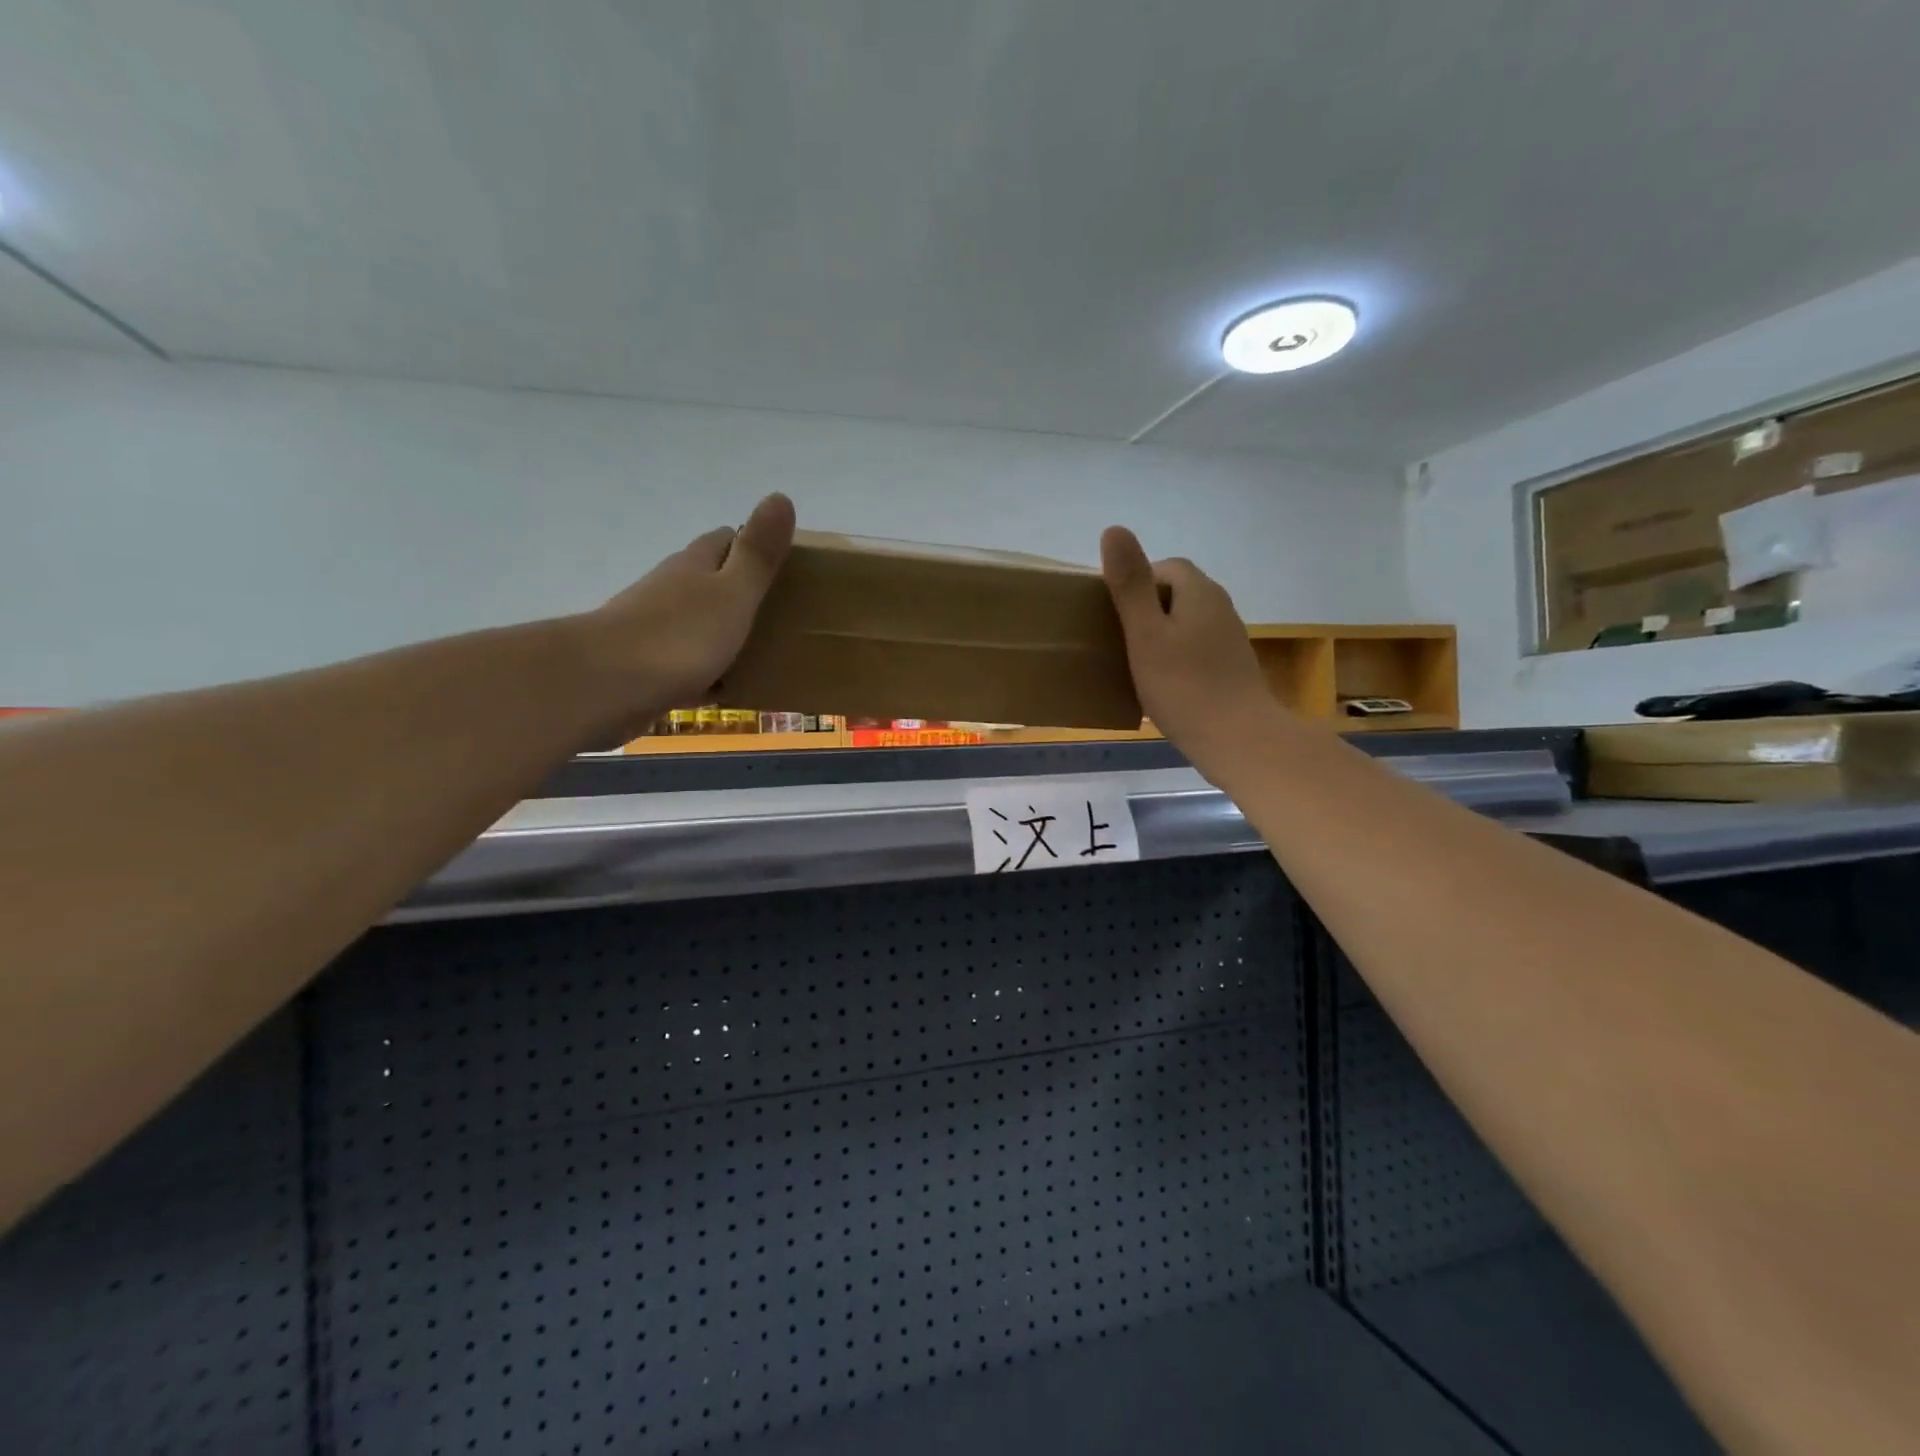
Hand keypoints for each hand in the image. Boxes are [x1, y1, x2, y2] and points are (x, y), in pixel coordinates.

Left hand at [578, 493, 795, 733]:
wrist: (605, 685)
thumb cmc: (679, 636)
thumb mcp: (732, 594)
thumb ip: (757, 554)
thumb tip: (780, 496)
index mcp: (693, 566)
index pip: (724, 540)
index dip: (750, 545)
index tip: (782, 563)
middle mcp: (669, 589)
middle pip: (707, 580)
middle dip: (737, 589)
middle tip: (777, 610)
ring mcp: (651, 628)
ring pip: (694, 621)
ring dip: (720, 630)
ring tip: (757, 650)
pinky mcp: (643, 666)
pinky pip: (684, 664)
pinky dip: (705, 671)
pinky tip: (721, 688)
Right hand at [1100, 526, 1282, 772]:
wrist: (1238, 739)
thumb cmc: (1184, 686)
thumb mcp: (1146, 634)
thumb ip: (1130, 585)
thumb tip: (1114, 529)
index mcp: (1199, 592)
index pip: (1166, 567)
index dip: (1137, 582)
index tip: (1114, 613)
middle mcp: (1219, 607)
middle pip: (1177, 593)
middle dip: (1147, 608)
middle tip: (1121, 638)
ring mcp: (1229, 639)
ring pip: (1187, 622)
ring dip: (1161, 634)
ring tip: (1136, 662)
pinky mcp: (1232, 667)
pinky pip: (1196, 648)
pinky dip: (1177, 657)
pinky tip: (1163, 684)